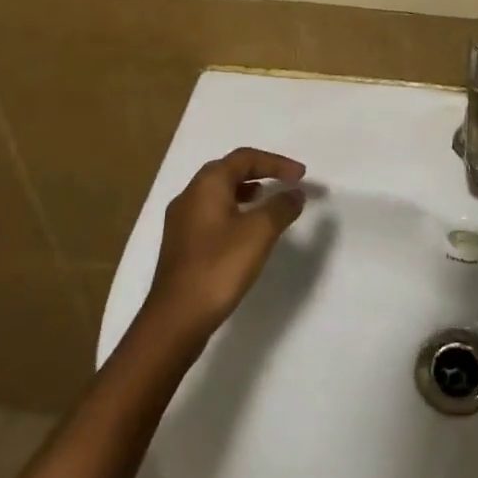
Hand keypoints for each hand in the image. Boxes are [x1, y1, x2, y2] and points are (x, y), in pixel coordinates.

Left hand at [143, 149, 306, 343]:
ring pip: (218, 194)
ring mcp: (181, 221)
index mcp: (206, 184)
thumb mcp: (259, 232)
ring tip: (268, 203)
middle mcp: (189, 195)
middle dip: (260, 173)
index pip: (245, 158)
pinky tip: (246, 232)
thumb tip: (296, 192)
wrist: (175, 320)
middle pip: (229, 171)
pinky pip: (212, 214)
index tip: (301, 176)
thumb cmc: (219, 267)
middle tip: (285, 183)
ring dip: (246, 192)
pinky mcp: (181, 245)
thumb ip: (281, 206)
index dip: (276, 162)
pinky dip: (234, 212)